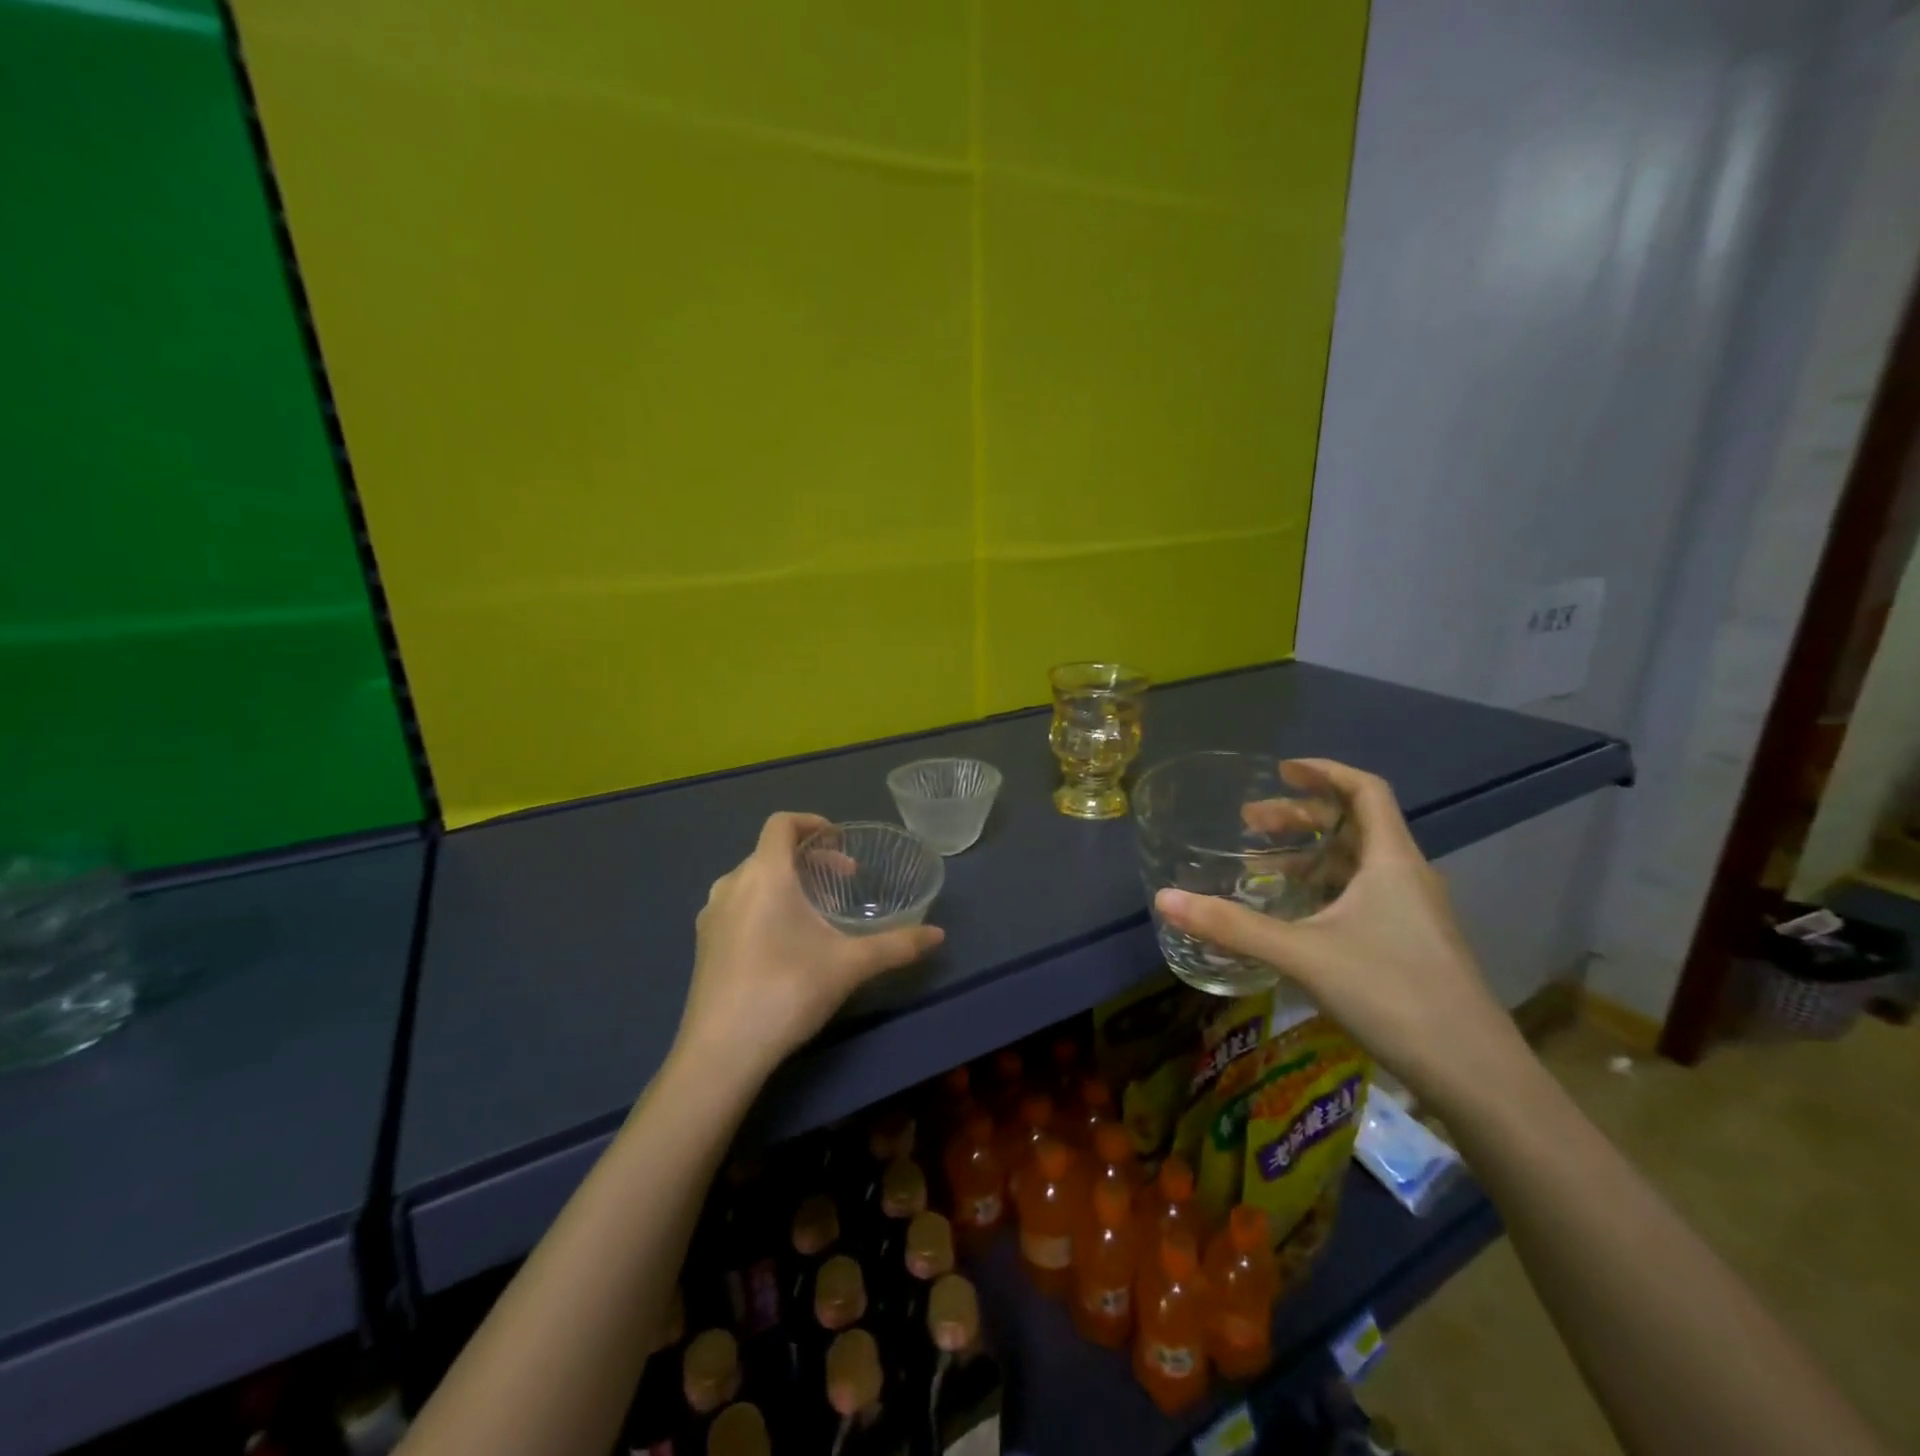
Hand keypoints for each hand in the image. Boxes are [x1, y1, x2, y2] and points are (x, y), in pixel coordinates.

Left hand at [675, 812, 944, 1078]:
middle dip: (809, 858)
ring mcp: (712, 915)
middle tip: (843, 879)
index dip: (811, 822)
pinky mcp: (704, 943)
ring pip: (752, 879)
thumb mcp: (849, 965)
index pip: (782, 823)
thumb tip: (939, 935)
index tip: (839, 841)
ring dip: (786, 881)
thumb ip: (896, 945)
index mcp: (765, 874)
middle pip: (770, 851)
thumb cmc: (787, 991)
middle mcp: (732, 884)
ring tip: (815, 910)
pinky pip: (737, 904)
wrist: (721, 1053)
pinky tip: (783, 942)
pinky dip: (764, 903)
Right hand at [1154, 760, 1524, 1110]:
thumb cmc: (1393, 994)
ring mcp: (1415, 912)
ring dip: (1310, 855)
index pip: (1365, 790)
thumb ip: (1232, 925)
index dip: (1324, 772)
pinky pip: (1364, 896)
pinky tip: (1296, 916)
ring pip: (1358, 864)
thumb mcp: (1303, 954)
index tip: (1281, 770)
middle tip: (1250, 822)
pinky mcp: (1414, 944)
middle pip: (1355, 825)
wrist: (1476, 1074)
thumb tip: (1165, 899)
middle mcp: (1408, 875)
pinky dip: (1326, 889)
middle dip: (1301, 817)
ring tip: (1262, 867)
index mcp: (1392, 860)